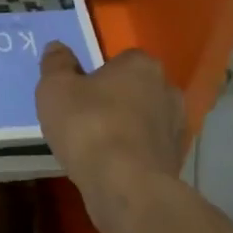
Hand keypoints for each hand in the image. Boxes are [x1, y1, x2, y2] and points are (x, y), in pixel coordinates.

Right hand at [36, 44, 186, 232]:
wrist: (125, 185)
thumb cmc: (88, 127)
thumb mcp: (56, 89)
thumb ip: (56, 64)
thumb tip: (57, 47)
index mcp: (141, 64)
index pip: (120, 59)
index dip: (97, 75)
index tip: (79, 93)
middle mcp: (167, 89)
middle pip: (135, 89)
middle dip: (115, 100)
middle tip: (85, 119)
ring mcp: (176, 126)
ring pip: (144, 120)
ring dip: (125, 128)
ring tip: (96, 147)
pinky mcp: (175, 158)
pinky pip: (147, 148)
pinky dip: (133, 154)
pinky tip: (111, 167)